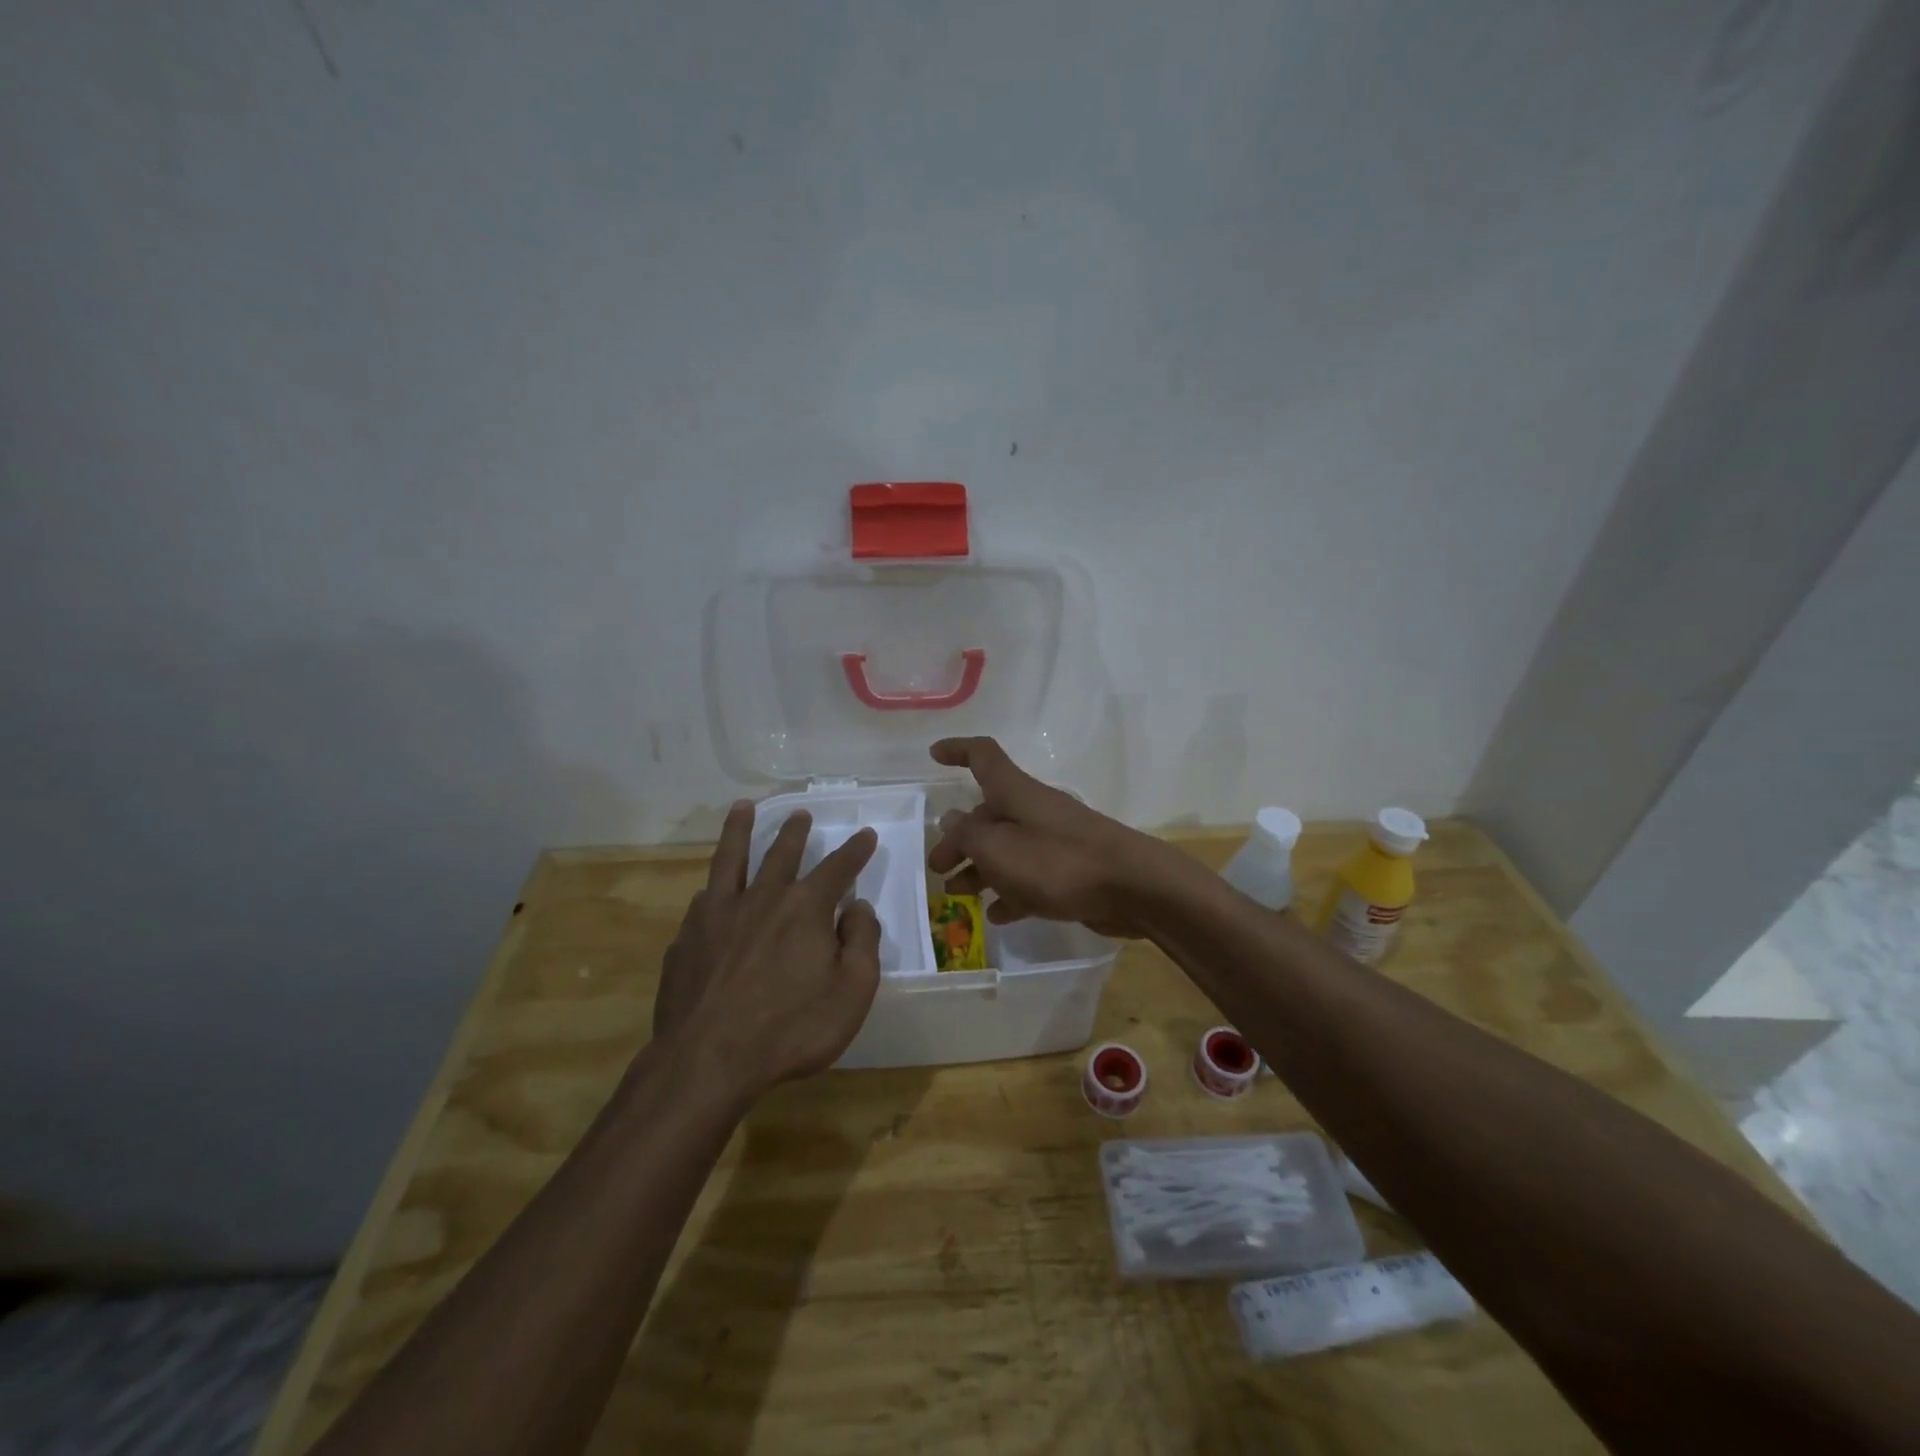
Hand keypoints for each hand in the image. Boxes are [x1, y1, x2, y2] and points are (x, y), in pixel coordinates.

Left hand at [656, 800, 881, 1097]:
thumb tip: (857, 907)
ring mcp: (717, 914)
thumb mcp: (852, 991)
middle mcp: (761, 898)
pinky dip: (712, 888)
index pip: (838, 868)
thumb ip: (862, 942)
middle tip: (802, 814)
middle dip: (795, 832)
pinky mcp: (686, 938)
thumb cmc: (791, 1029)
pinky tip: (707, 890)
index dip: (855, 850)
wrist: (707, 1061)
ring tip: (742, 808)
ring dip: (739, 830)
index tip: (866, 834)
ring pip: (730, 859)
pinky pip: (702, 900)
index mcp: (805, 908)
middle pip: (781, 853)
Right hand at [925, 737, 1170, 936]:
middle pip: (987, 815)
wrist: (1132, 888)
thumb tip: (950, 819)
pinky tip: (996, 916)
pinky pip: (1029, 878)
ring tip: (958, 895)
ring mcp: (1053, 841)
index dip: (957, 750)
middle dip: (958, 839)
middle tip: (938, 869)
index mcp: (1015, 793)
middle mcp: (1033, 811)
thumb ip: (968, 835)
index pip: (983, 756)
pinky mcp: (1069, 871)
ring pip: (1006, 850)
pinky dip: (1009, 892)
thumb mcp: (998, 849)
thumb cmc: (1058, 862)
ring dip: (979, 869)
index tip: (933, 755)